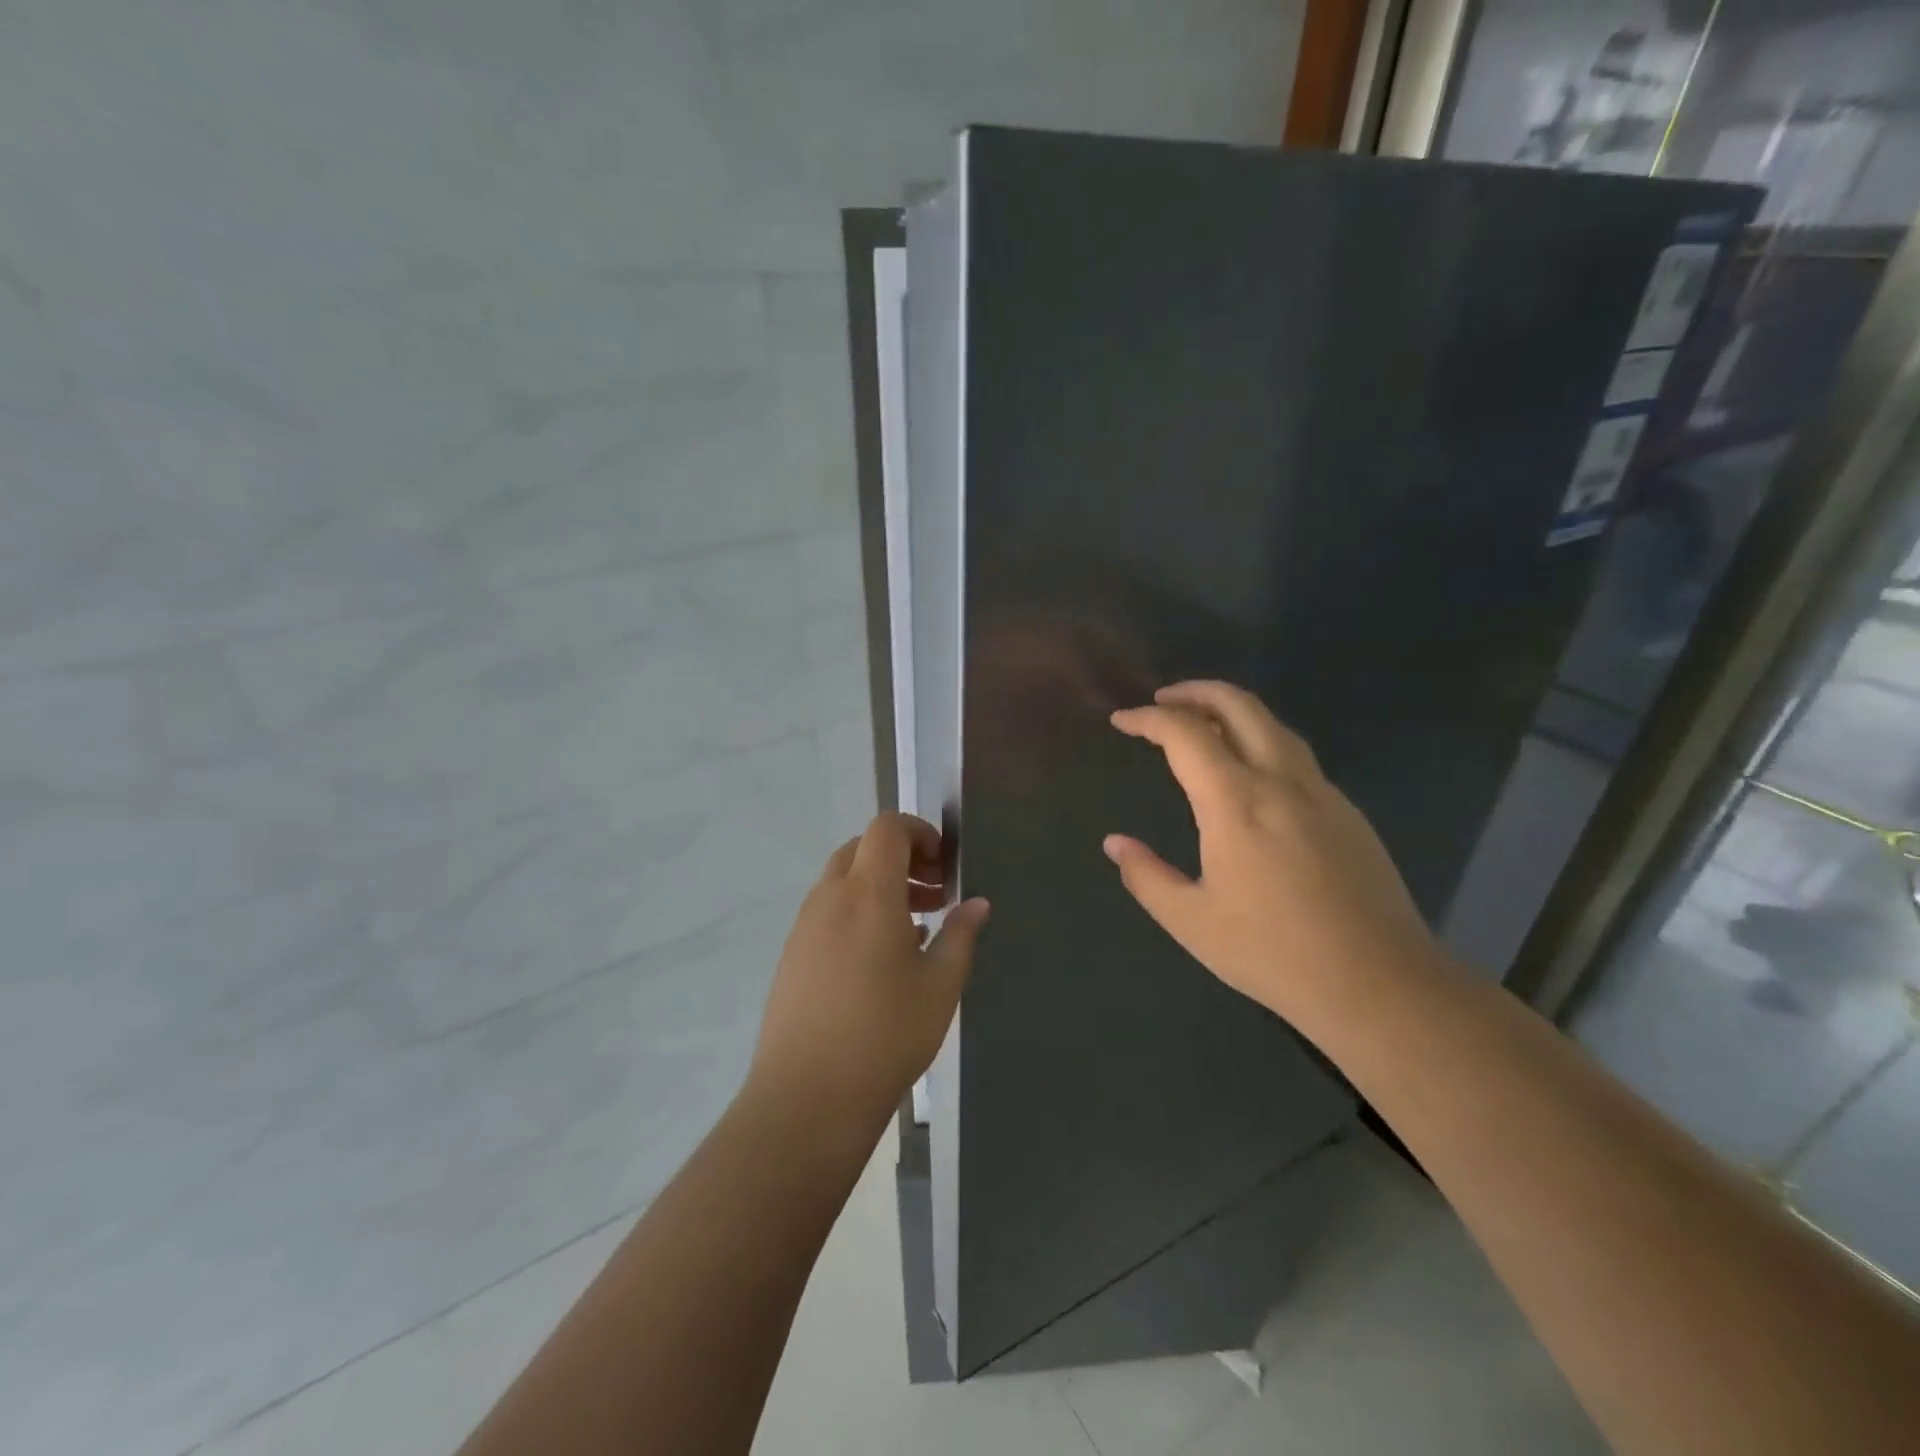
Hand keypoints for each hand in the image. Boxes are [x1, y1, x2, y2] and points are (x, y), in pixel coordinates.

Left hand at [748, 813, 989, 1141]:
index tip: (944, 863)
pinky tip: (881, 958)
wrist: (807, 1097)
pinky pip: (828, 910)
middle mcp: (830, 897)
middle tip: (934, 893)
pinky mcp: (792, 954)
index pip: (886, 828)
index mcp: (868, 893)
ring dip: (879, 885)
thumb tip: (978, 903)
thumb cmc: (885, 1035)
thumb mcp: (940, 986)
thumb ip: (961, 935)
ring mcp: (805, 925)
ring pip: (843, 879)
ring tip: (916, 928)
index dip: (918, 831)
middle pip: (863, 848)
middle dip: (902, 858)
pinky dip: (858, 911)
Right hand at [1103, 680, 1438, 1023]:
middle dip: (1195, 691)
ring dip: (1232, 710)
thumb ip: (1146, 876)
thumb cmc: (1273, 952)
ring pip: (1273, 724)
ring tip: (1202, 724)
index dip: (1148, 719)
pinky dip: (1261, 740)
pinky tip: (1250, 772)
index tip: (1122, 721)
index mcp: (1236, 802)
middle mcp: (1280, 781)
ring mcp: (1321, 792)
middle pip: (1238, 705)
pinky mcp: (1347, 812)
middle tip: (1163, 700)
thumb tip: (1116, 843)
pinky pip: (1296, 754)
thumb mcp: (1191, 921)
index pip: (1185, 733)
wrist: (1378, 982)